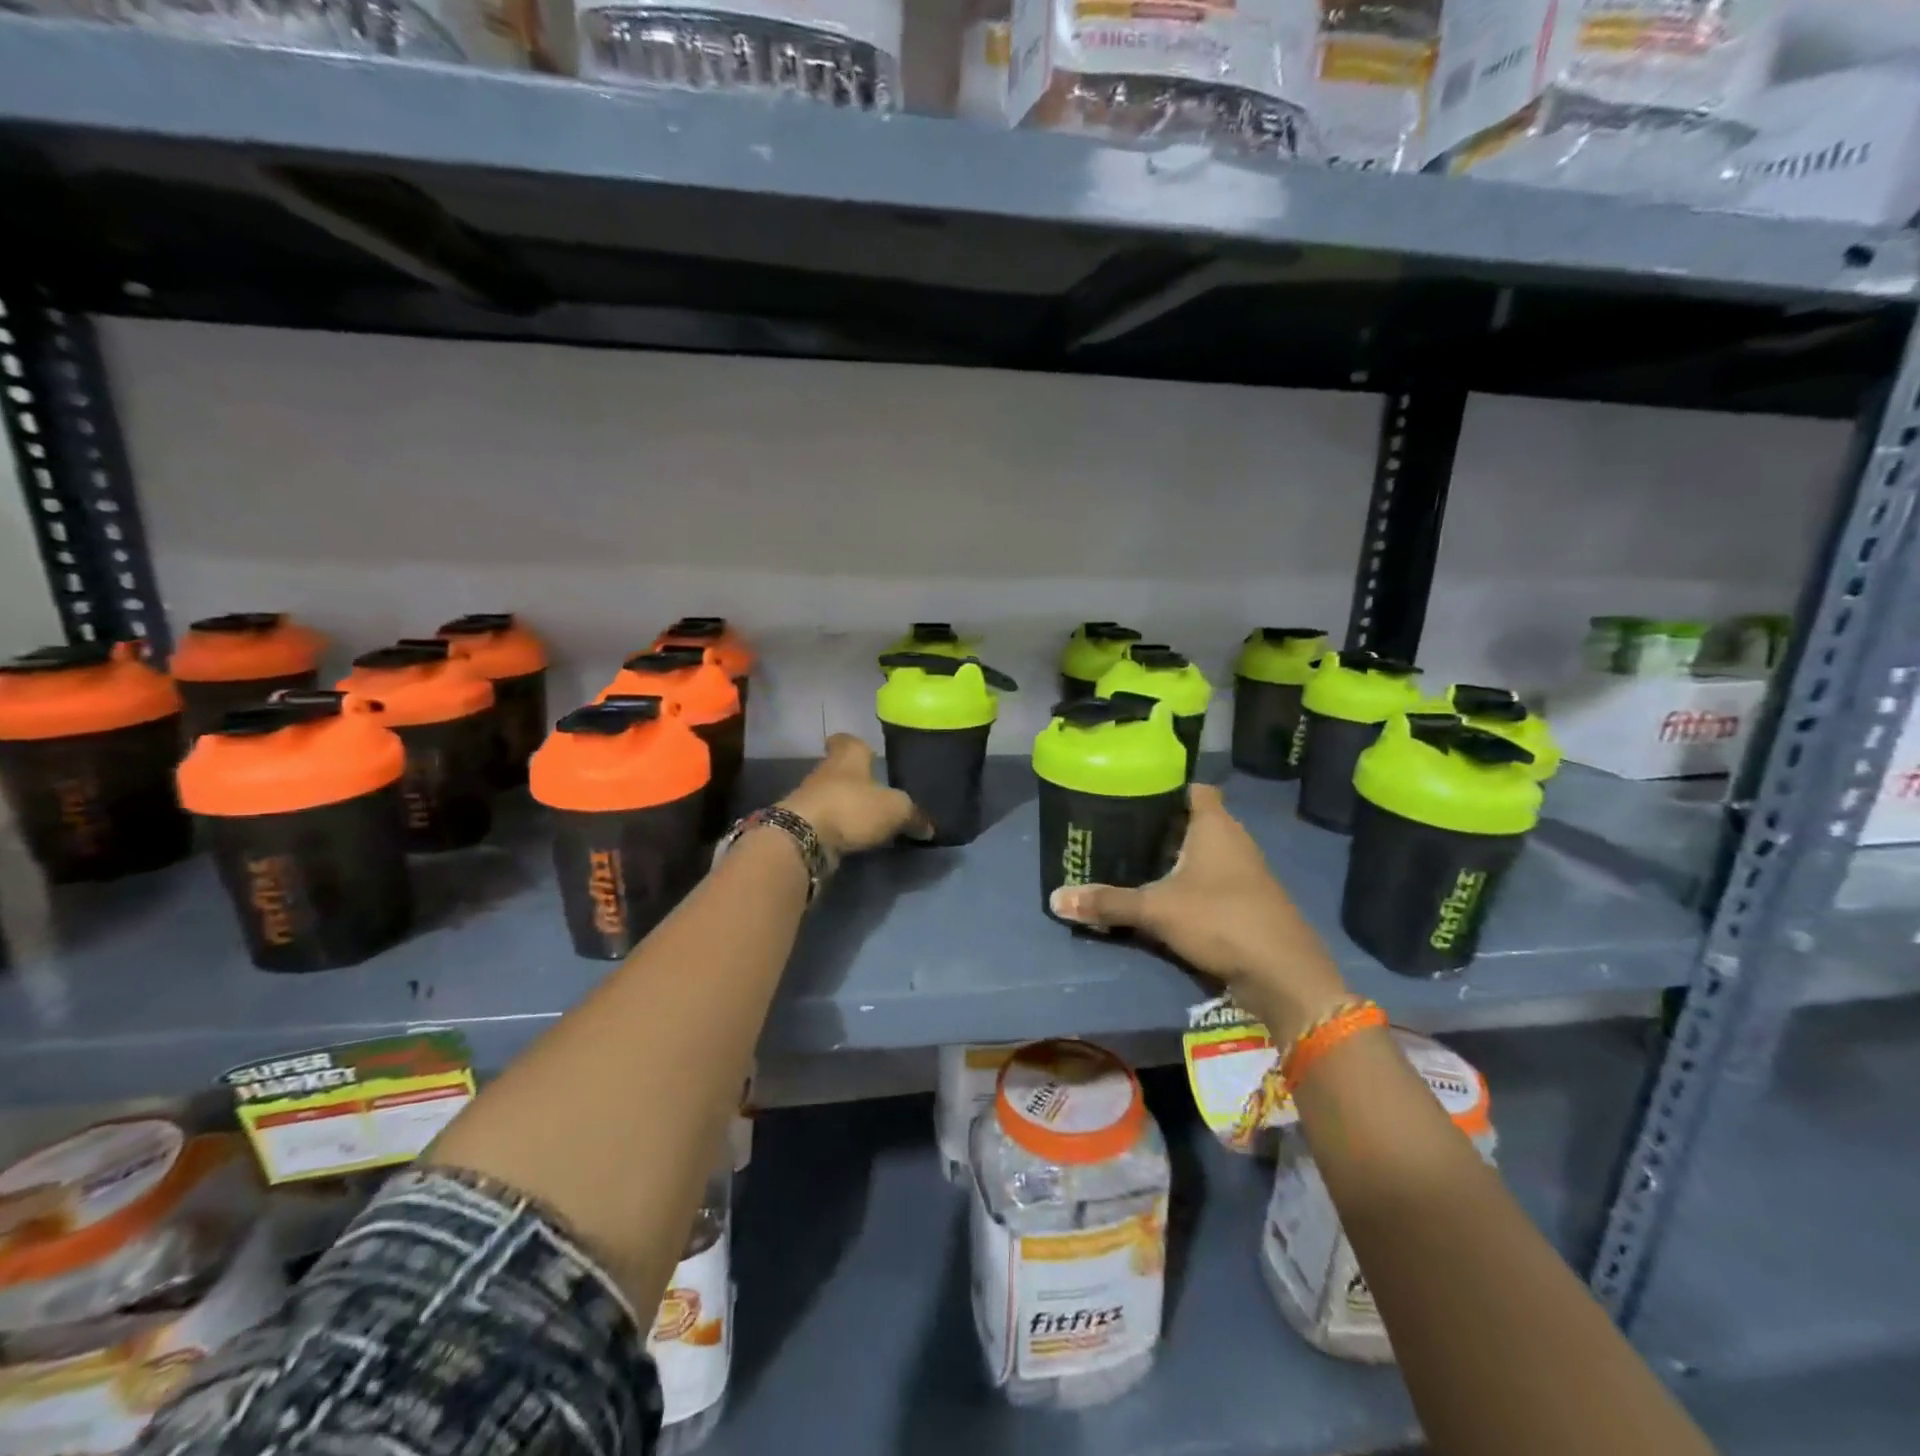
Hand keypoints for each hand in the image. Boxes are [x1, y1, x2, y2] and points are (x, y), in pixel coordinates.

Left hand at [779, 734, 930, 855]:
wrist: (802, 838)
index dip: (856, 744)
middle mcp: (825, 772)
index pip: (848, 740)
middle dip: (857, 781)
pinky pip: (825, 823)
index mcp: (848, 757)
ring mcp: (809, 799)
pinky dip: (838, 830)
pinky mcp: (801, 826)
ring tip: (870, 822)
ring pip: (832, 797)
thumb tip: (928, 827)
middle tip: (878, 794)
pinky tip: (854, 841)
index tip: (865, 751)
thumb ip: (914, 816)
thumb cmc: (851, 807)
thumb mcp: (895, 809)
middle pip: (841, 770)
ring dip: (847, 807)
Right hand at [1048, 784, 1348, 1041]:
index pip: (1193, 788)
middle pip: (1194, 820)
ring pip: (1204, 852)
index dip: (1165, 787)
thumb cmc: (1220, 919)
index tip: (1132, 794)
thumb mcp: (1155, 910)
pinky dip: (1190, 883)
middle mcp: (1234, 840)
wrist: (1283, 974)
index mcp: (1215, 825)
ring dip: (1175, 857)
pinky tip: (1164, 896)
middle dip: (1161, 826)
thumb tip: (1055, 898)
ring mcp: (1246, 872)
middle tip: (1120, 830)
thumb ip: (1108, 902)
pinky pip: (1213, 880)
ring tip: (1134, 861)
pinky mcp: (1249, 901)